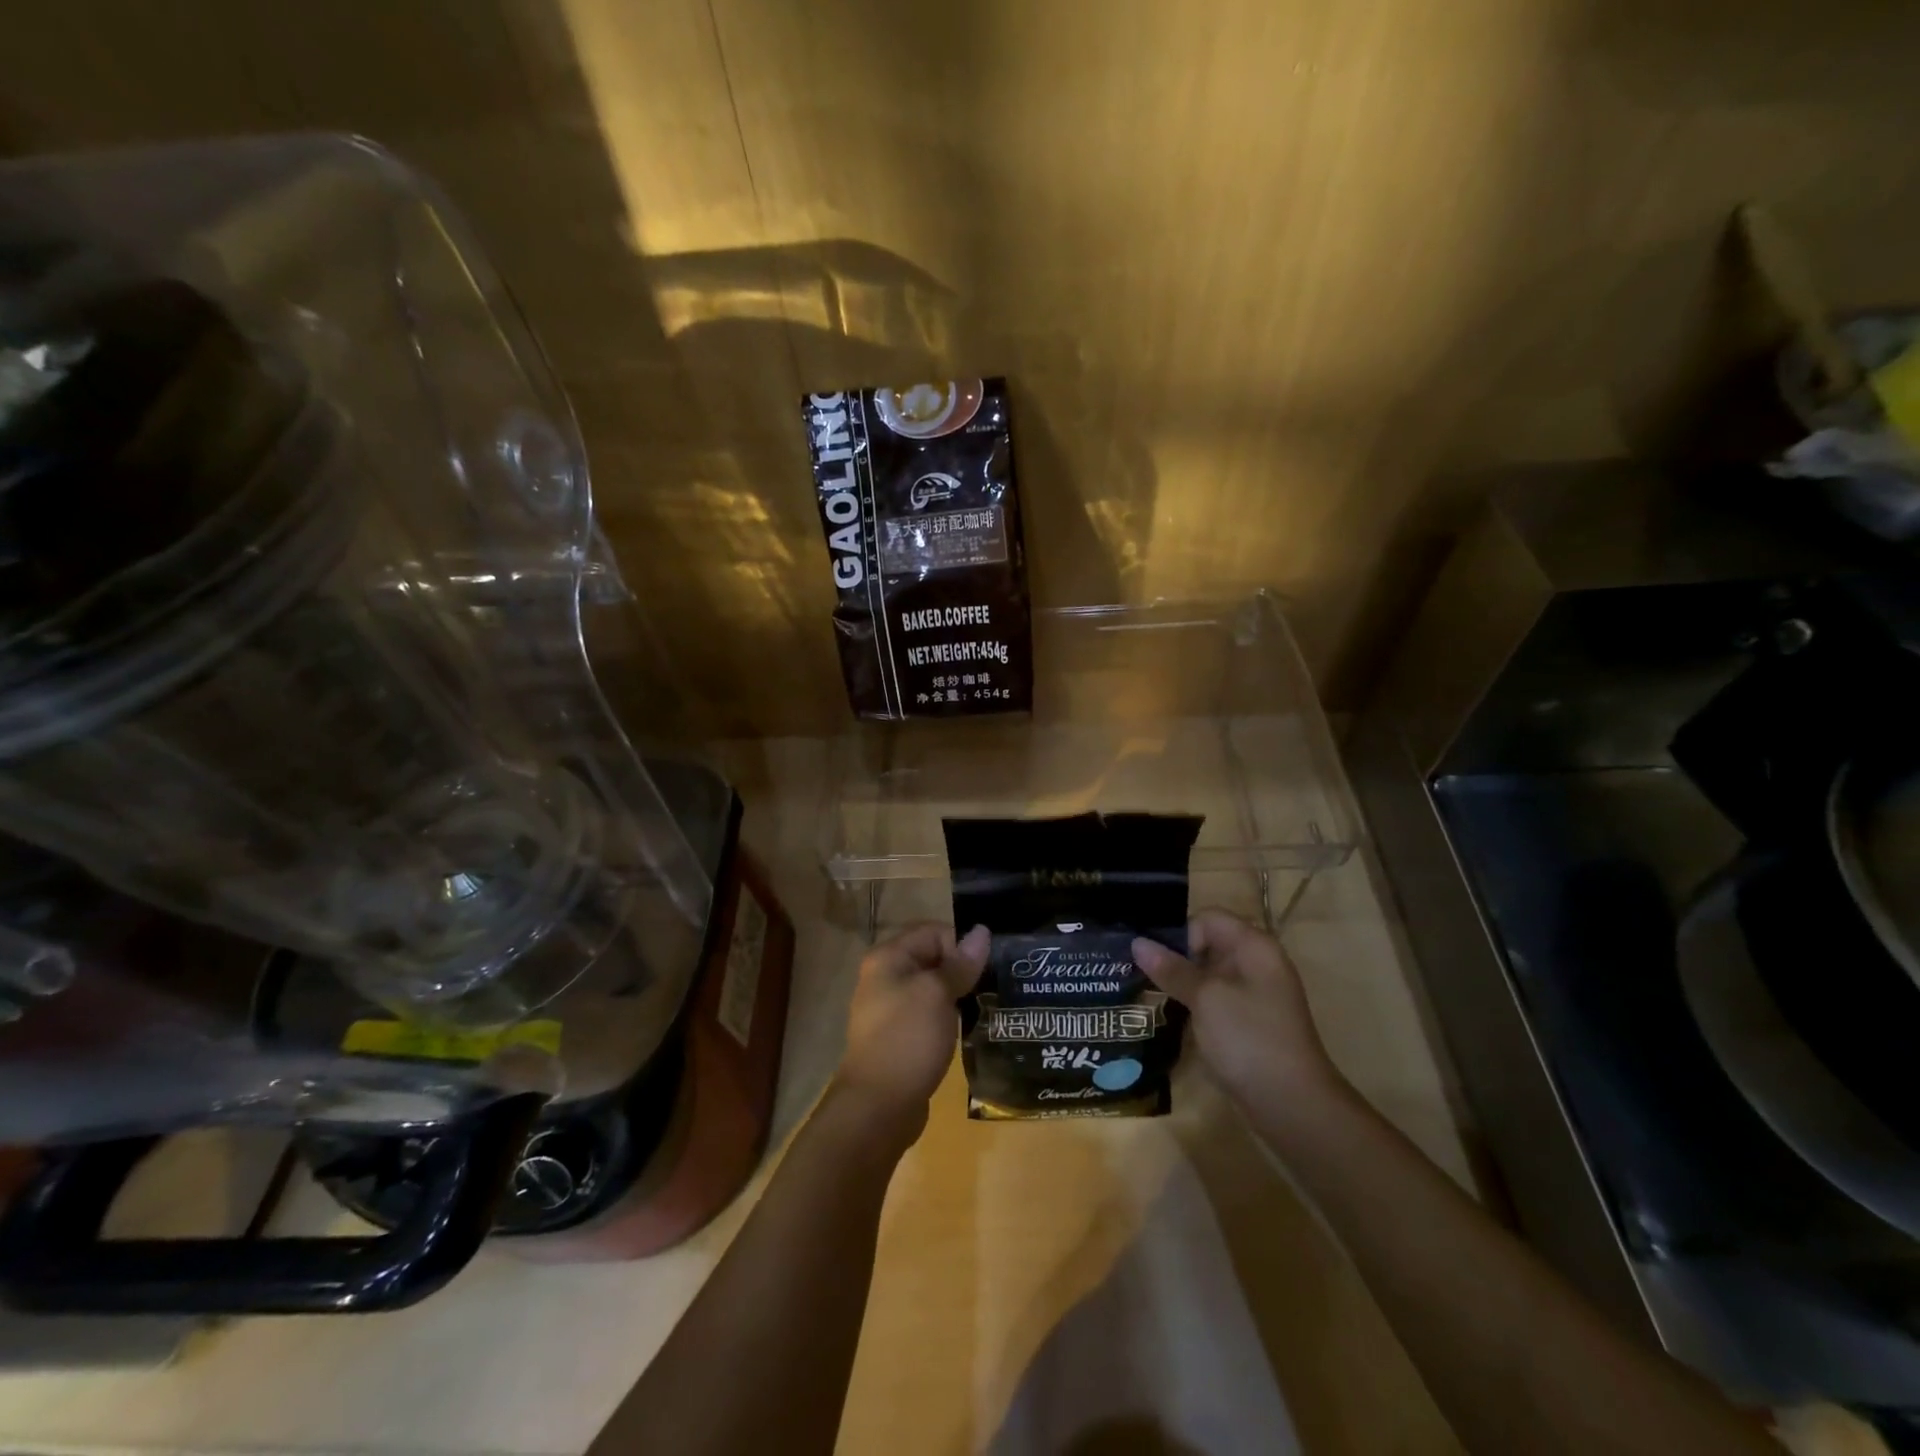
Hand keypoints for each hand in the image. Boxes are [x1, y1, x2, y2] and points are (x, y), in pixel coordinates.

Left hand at [834, 923, 989, 1132]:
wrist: (878, 1107)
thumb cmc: (907, 1039)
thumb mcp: (938, 994)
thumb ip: (961, 963)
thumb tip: (982, 931)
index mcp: (888, 958)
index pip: (933, 932)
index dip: (961, 945)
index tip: (986, 969)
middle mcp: (885, 977)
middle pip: (933, 958)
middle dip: (963, 970)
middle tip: (994, 987)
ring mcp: (891, 1009)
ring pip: (934, 988)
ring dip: (959, 996)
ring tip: (987, 1007)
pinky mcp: (900, 1036)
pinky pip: (930, 1014)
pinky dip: (949, 1018)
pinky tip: (969, 1030)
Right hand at [1133, 910, 1342, 1112]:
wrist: (1292, 1105)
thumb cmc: (1249, 1039)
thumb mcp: (1205, 998)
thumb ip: (1172, 969)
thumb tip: (1138, 942)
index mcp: (1254, 947)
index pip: (1208, 919)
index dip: (1181, 935)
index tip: (1158, 962)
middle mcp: (1257, 964)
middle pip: (1207, 944)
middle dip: (1175, 958)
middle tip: (1141, 976)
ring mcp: (1255, 995)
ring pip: (1208, 975)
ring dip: (1181, 984)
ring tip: (1150, 997)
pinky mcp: (1249, 1022)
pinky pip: (1215, 1000)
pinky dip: (1194, 1005)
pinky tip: (1172, 1020)